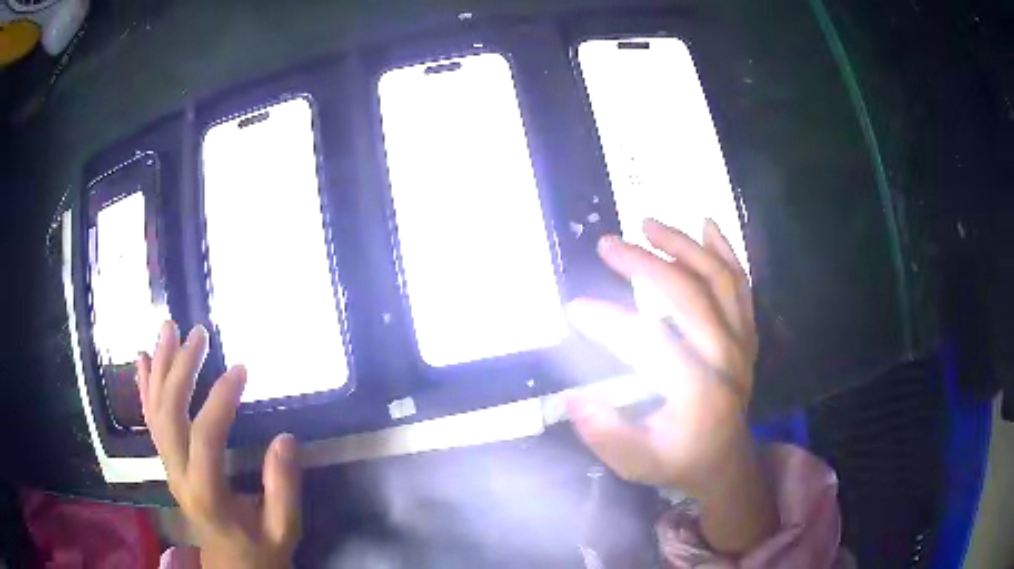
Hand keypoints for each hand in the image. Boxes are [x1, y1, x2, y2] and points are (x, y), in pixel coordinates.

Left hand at [138, 322, 300, 568]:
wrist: (231, 566)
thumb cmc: (258, 548)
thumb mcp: (282, 528)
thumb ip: (282, 487)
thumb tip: (286, 438)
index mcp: (206, 493)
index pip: (205, 437)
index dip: (220, 400)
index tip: (242, 368)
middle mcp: (178, 475)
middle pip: (168, 414)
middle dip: (180, 369)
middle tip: (199, 333)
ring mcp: (168, 467)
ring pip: (155, 411)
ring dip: (159, 367)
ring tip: (168, 328)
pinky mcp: (167, 462)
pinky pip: (150, 420)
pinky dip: (145, 387)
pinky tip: (143, 360)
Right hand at [568, 219, 774, 553]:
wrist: (727, 461)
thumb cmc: (680, 461)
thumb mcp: (637, 462)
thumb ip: (605, 434)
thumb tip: (572, 397)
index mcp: (698, 392)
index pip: (650, 343)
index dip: (609, 321)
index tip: (575, 307)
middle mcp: (726, 359)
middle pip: (688, 296)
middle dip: (644, 264)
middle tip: (607, 244)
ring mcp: (741, 342)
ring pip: (719, 280)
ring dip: (683, 246)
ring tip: (649, 224)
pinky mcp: (746, 334)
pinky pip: (741, 285)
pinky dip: (725, 252)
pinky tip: (707, 225)